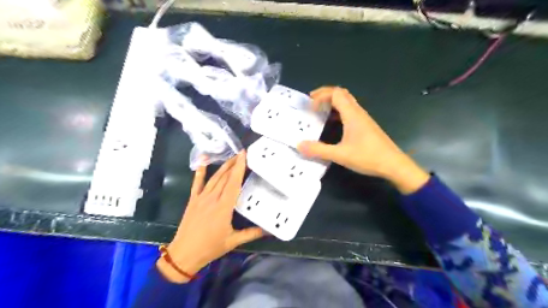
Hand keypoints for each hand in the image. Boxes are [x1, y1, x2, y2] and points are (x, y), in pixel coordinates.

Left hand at [155, 150, 264, 282]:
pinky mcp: (193, 200)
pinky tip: (203, 160)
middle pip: (225, 177)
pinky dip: (200, 171)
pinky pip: (197, 183)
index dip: (239, 168)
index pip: (233, 183)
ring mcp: (201, 198)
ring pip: (214, 177)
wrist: (183, 254)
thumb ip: (252, 233)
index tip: (244, 155)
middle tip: (242, 153)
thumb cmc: (210, 248)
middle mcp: (212, 198)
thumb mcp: (233, 241)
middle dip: (234, 163)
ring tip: (232, 157)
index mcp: (224, 207)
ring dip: (223, 166)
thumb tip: (269, 230)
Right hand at [298, 86, 429, 193]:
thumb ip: (319, 150)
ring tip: (320, 111)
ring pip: (347, 102)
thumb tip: (299, 145)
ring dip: (332, 102)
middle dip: (325, 95)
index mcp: (352, 115)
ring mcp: (363, 119)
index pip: (335, 93)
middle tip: (312, 103)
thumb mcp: (340, 155)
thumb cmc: (368, 157)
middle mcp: (358, 112)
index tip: (311, 107)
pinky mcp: (366, 126)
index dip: (321, 96)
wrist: (394, 165)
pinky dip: (339, 111)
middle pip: (341, 93)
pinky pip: (350, 111)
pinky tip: (334, 123)